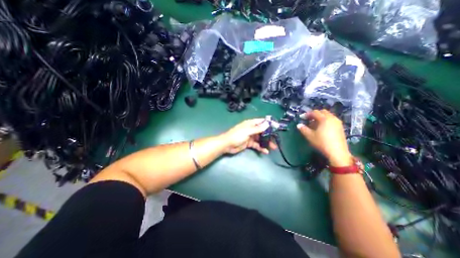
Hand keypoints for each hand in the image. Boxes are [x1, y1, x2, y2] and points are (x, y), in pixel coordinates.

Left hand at [221, 119, 277, 154]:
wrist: (227, 145)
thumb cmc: (237, 136)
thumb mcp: (248, 131)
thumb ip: (258, 128)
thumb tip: (267, 123)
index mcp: (250, 124)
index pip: (261, 122)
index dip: (269, 124)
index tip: (277, 127)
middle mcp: (251, 129)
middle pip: (262, 131)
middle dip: (269, 135)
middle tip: (276, 140)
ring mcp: (250, 137)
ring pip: (260, 139)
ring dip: (266, 142)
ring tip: (273, 147)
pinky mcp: (249, 143)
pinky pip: (257, 145)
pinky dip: (261, 148)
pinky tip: (265, 151)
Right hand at [296, 109, 352, 166]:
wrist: (337, 152)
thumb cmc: (322, 143)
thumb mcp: (310, 136)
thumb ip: (303, 129)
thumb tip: (299, 125)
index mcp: (324, 119)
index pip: (315, 112)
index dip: (307, 114)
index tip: (302, 118)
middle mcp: (332, 118)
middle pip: (322, 112)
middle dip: (314, 114)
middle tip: (308, 119)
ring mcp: (338, 123)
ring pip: (328, 116)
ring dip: (320, 117)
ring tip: (314, 124)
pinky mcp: (340, 127)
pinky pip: (331, 120)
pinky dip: (325, 121)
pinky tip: (321, 128)